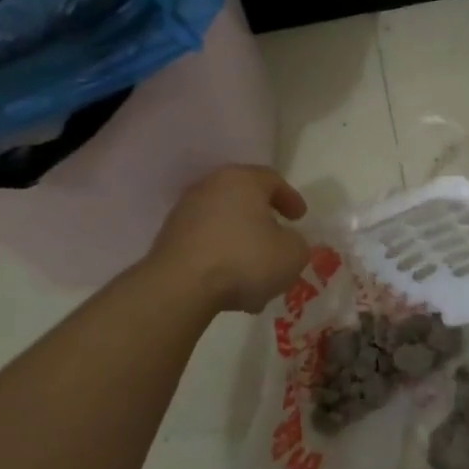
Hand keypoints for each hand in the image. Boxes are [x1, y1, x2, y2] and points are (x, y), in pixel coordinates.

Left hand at [145, 165, 309, 313]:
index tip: (300, 218)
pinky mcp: (168, 240)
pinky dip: (221, 255)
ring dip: (241, 240)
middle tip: (278, 237)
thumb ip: (296, 242)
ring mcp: (184, 213)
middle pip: (244, 198)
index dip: (291, 198)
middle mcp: (210, 188)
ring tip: (255, 267)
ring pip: (223, 222)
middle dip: (263, 218)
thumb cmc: (245, 260)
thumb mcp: (293, 254)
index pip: (272, 179)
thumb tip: (285, 242)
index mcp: (242, 180)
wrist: (180, 288)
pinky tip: (232, 279)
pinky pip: (205, 242)